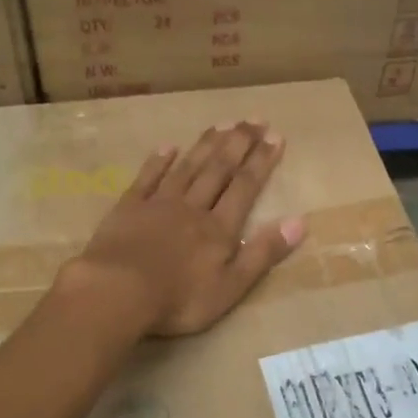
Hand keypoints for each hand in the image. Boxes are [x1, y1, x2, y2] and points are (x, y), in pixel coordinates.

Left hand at [62, 122, 305, 337]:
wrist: (117, 293)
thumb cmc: (179, 299)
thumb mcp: (231, 286)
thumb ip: (263, 253)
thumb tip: (300, 222)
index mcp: (219, 228)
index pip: (245, 187)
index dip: (261, 161)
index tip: (275, 136)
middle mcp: (193, 208)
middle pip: (219, 170)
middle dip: (238, 143)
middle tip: (254, 118)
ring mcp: (158, 204)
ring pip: (188, 168)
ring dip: (206, 145)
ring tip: (222, 123)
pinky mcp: (128, 209)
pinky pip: (147, 178)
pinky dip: (159, 161)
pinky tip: (168, 146)